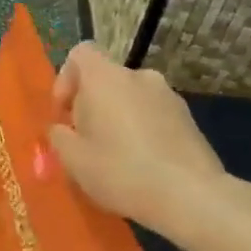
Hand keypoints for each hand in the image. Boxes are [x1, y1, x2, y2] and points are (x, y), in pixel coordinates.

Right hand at [47, 42, 250, 250]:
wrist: (192, 196)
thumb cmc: (121, 171)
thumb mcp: (73, 159)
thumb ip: (59, 136)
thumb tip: (62, 129)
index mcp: (105, 77)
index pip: (80, 53)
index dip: (66, 79)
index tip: (65, 113)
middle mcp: (138, 76)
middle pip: (106, 78)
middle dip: (92, 104)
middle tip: (87, 141)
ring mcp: (169, 96)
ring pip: (131, 98)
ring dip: (119, 118)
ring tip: (116, 156)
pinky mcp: (190, 118)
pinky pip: (154, 115)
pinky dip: (143, 130)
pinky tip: (143, 164)